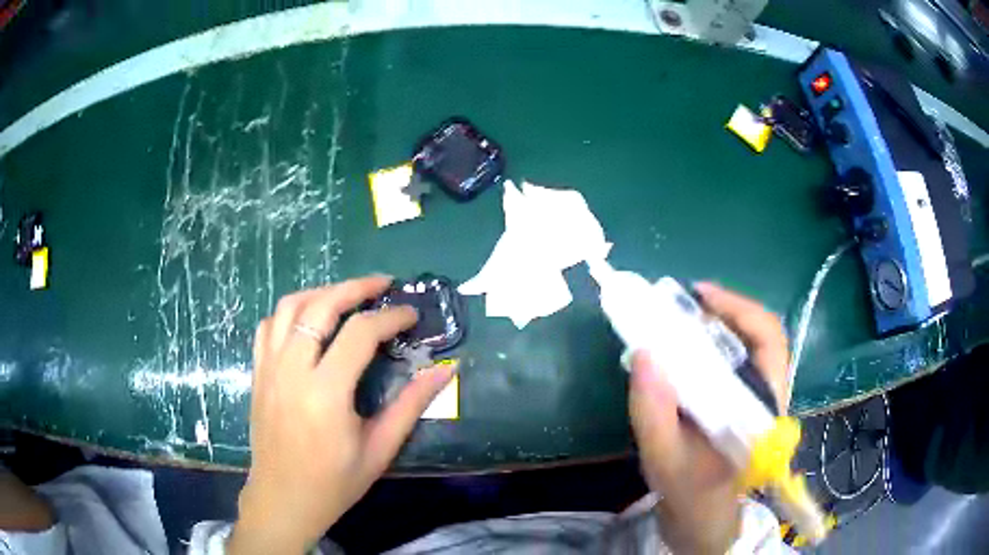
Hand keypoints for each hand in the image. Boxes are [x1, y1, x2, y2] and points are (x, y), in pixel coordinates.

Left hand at [228, 276, 455, 553]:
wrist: (283, 500)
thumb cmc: (334, 483)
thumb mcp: (380, 449)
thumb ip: (411, 405)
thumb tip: (445, 371)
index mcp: (326, 394)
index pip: (360, 334)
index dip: (390, 317)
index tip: (411, 315)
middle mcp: (292, 371)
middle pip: (320, 306)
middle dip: (355, 287)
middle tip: (382, 284)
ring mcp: (269, 369)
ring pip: (288, 307)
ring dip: (321, 292)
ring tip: (347, 294)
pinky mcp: (257, 374)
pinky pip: (268, 326)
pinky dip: (290, 312)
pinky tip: (308, 320)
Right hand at [629, 282, 788, 554]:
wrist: (702, 516)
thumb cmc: (689, 492)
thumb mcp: (663, 458)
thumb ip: (653, 411)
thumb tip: (644, 352)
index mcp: (762, 406)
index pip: (769, 340)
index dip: (739, 308)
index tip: (699, 295)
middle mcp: (767, 393)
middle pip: (759, 333)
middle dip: (723, 310)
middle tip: (682, 305)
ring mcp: (755, 396)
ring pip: (746, 343)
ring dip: (715, 323)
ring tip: (679, 319)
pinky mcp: (741, 400)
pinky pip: (732, 358)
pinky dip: (709, 342)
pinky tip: (683, 346)